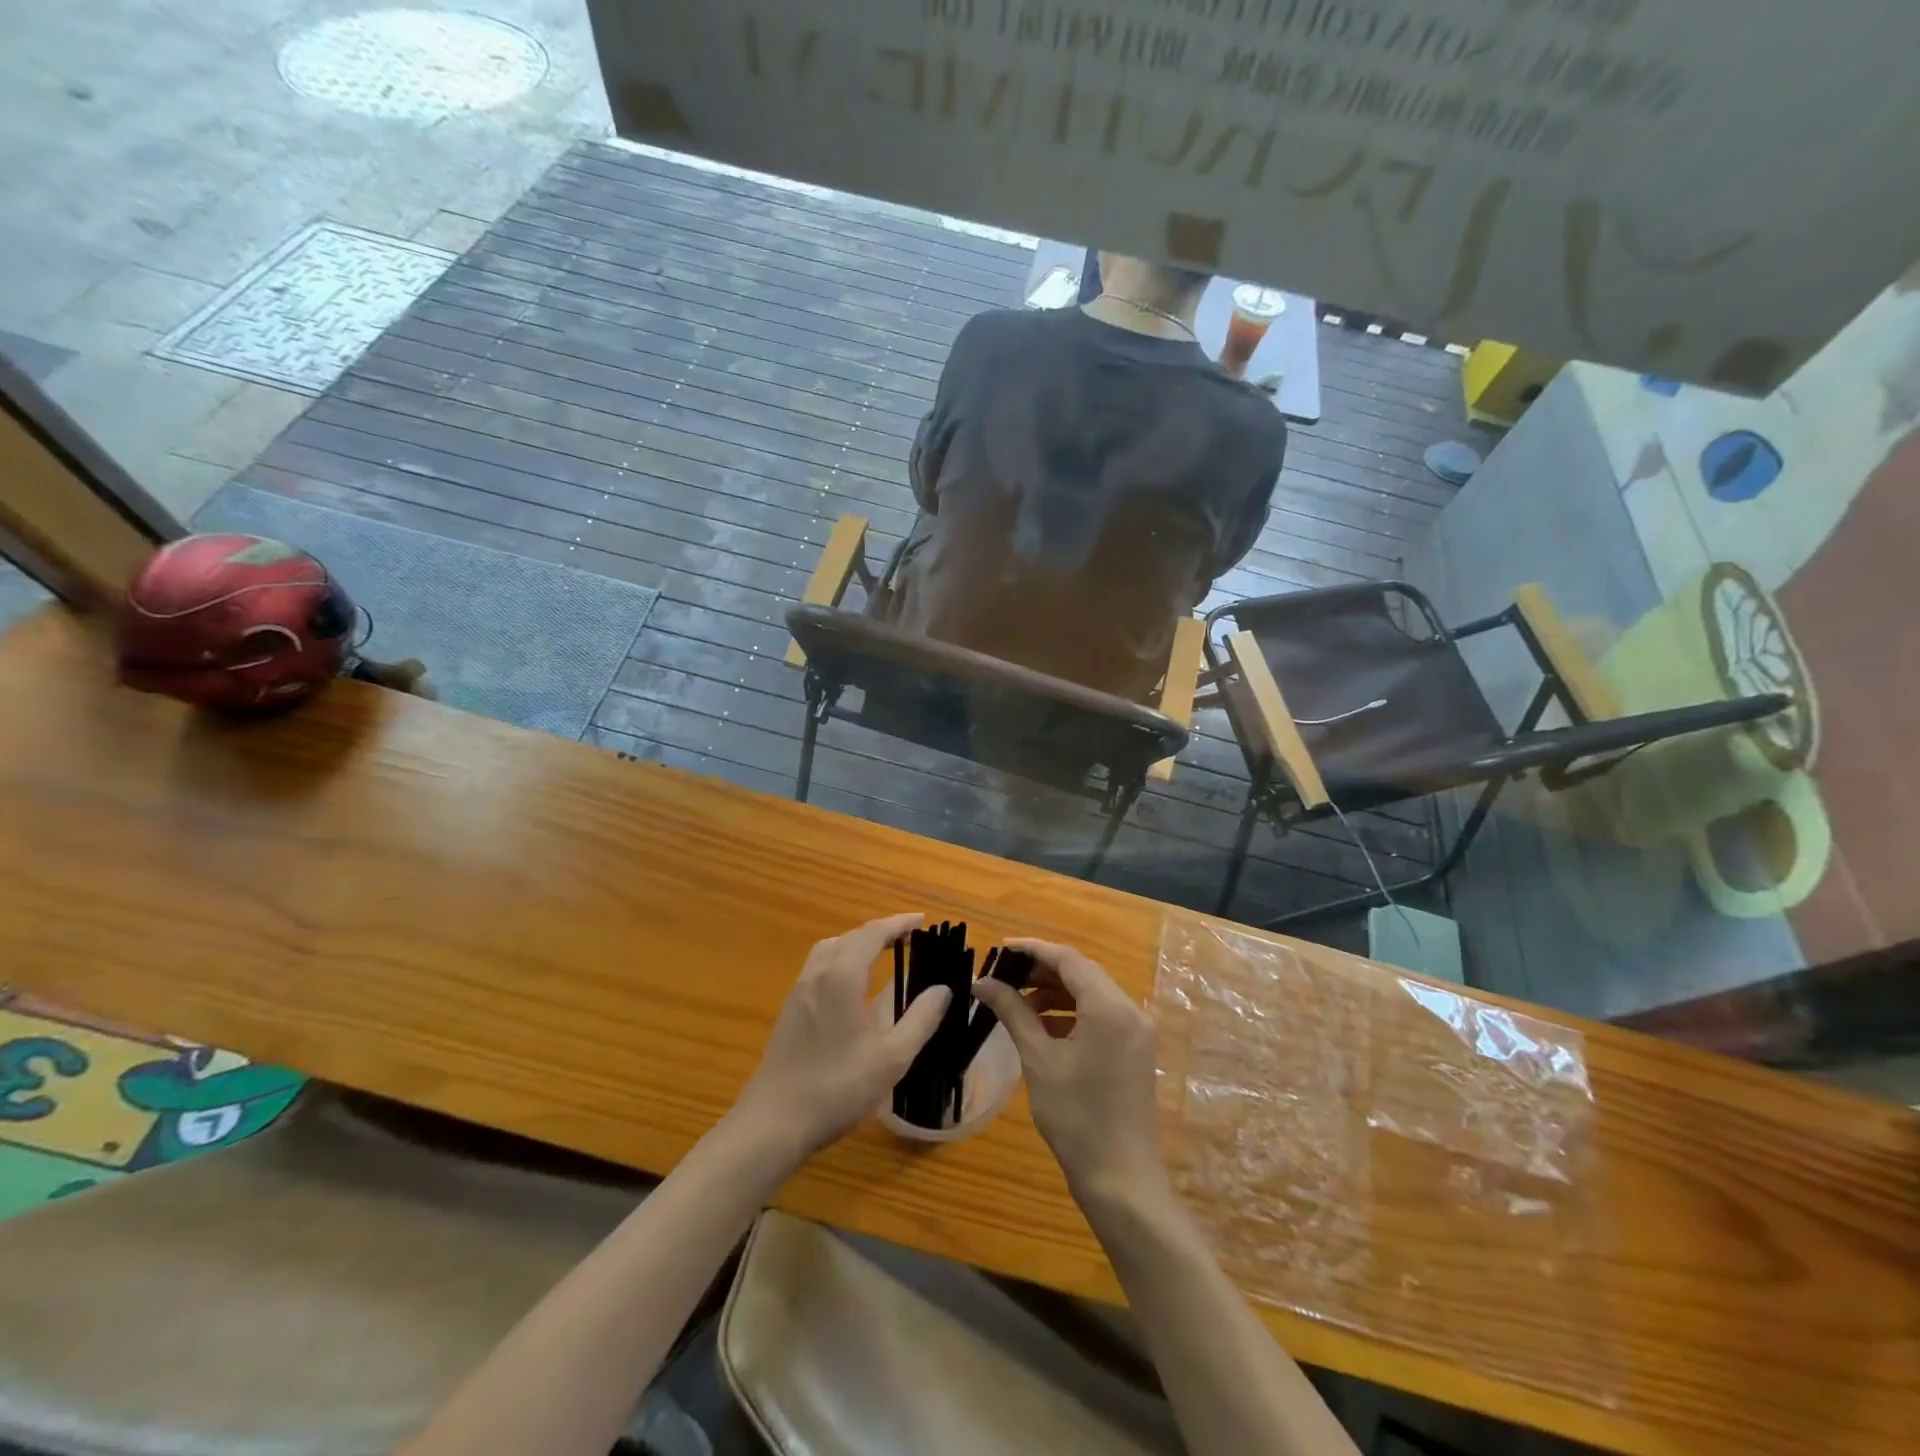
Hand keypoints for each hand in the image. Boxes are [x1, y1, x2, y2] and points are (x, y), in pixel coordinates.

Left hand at [730, 914, 949, 1162]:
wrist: (773, 1123)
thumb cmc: (837, 1088)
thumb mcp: (891, 1058)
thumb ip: (920, 1019)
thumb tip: (943, 989)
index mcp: (843, 977)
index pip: (873, 934)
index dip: (899, 924)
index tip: (922, 921)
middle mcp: (818, 974)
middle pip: (851, 936)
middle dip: (880, 931)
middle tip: (909, 938)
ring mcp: (799, 991)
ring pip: (830, 949)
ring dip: (858, 942)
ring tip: (882, 953)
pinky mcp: (790, 1010)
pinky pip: (819, 966)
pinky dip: (842, 958)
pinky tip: (851, 984)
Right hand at [972, 939, 1168, 1207]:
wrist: (1121, 1179)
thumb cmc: (1076, 1117)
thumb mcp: (1038, 1059)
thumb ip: (1013, 1012)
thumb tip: (982, 982)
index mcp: (1109, 1007)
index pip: (1068, 959)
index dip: (1033, 949)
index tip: (1000, 949)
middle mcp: (1130, 1010)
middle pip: (1082, 973)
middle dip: (1042, 970)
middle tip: (1004, 975)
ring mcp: (1136, 1031)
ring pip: (1092, 993)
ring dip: (1056, 992)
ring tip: (1018, 1003)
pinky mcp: (1135, 1050)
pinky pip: (1101, 1015)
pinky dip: (1071, 1013)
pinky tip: (1043, 1027)